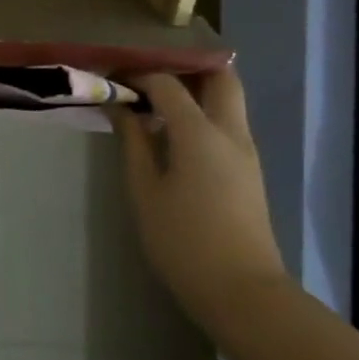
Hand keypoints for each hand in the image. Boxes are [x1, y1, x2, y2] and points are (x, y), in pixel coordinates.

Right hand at [109, 70, 288, 336]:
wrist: (242, 293)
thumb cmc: (183, 241)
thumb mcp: (144, 189)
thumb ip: (133, 140)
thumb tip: (120, 105)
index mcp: (201, 133)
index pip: (167, 83)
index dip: (137, 73)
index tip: (110, 74)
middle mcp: (231, 132)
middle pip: (220, 77)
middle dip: (184, 66)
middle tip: (147, 73)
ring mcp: (245, 151)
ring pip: (228, 98)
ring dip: (194, 88)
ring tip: (152, 97)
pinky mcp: (248, 169)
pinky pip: (226, 121)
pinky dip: (201, 110)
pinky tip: (170, 128)